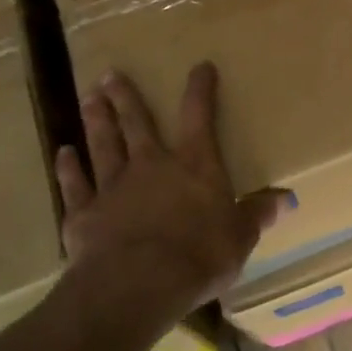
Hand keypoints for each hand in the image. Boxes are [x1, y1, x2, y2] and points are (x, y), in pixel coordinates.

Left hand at [53, 63, 284, 319]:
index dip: (200, 90)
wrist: (136, 284)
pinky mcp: (83, 214)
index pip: (199, 117)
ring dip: (97, 121)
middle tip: (111, 75)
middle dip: (126, 98)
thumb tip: (288, 199)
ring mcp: (113, 188)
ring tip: (89, 98)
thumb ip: (258, 213)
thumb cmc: (198, 255)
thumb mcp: (240, 237)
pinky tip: (63, 153)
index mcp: (193, 166)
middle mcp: (151, 166)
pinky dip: (68, 168)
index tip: (200, 66)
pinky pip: (75, 185)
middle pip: (136, 124)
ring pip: (103, 145)